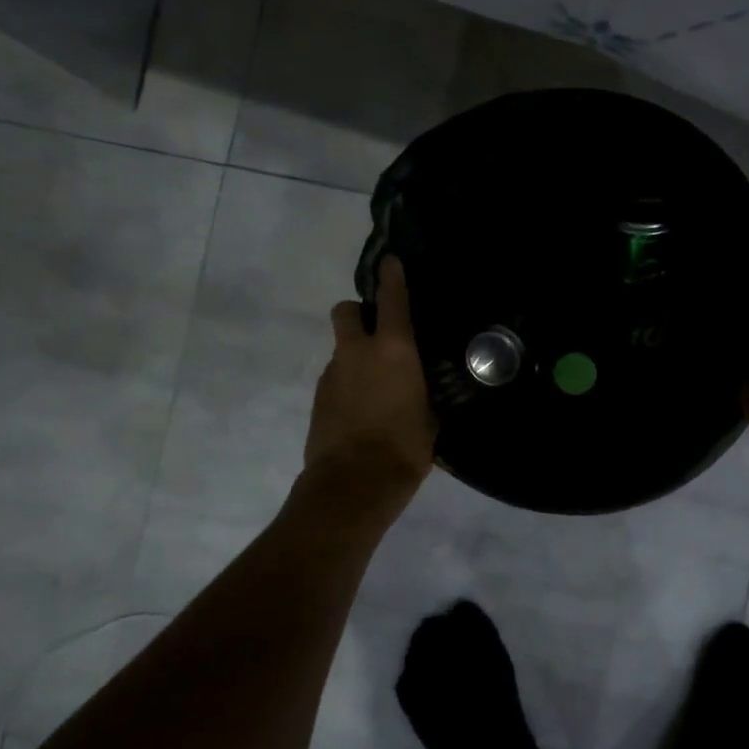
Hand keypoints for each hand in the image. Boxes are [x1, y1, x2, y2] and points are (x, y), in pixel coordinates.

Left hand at [306, 256, 437, 496]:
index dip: (391, 276)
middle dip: (357, 313)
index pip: (391, 300)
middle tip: (377, 333)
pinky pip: (335, 378)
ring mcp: (332, 374)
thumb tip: (426, 390)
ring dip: (355, 355)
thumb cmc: (404, 448)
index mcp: (392, 350)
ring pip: (341, 349)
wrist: (352, 486)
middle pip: (346, 311)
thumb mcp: (431, 419)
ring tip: (377, 386)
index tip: (390, 262)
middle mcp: (357, 352)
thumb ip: (426, 394)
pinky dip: (347, 383)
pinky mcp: (318, 399)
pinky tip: (362, 410)